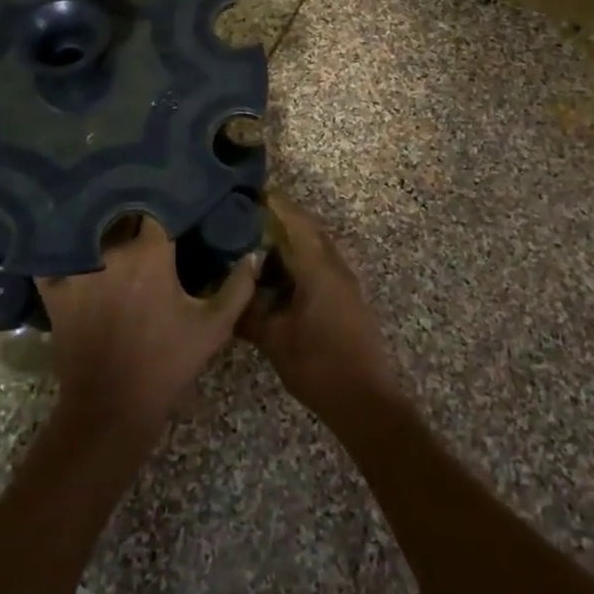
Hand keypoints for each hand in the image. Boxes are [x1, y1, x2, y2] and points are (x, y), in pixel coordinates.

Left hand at [37, 216, 257, 437]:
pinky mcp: (55, 291)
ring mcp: (79, 270)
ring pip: (88, 232)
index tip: (172, 203)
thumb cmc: (167, 364)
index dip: (165, 204)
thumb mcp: (213, 328)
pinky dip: (57, 251)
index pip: (157, 210)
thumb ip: (237, 287)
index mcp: (151, 253)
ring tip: (104, 219)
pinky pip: (51, 259)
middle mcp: (112, 252)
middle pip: (120, 216)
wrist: (113, 409)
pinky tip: (63, 243)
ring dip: (98, 226)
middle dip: (131, 212)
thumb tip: (254, 254)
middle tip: (140, 213)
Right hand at [239, 195, 402, 422]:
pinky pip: (322, 265)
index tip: (253, 193)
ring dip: (293, 241)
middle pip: (309, 230)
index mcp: (318, 267)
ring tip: (261, 244)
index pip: (295, 222)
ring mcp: (345, 282)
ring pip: (317, 247)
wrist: (365, 400)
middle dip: (283, 219)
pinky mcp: (348, 298)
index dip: (275, 205)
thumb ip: (249, 312)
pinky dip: (302, 260)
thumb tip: (228, 292)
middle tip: (251, 217)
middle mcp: (335, 266)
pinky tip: (281, 276)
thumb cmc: (318, 365)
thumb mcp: (274, 340)